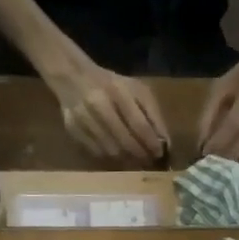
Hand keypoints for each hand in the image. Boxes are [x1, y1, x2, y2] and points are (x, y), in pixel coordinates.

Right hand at [46, 55, 168, 161]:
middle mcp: (99, 105)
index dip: (151, 143)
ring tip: (136, 161)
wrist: (74, 78)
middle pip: (124, 140)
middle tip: (149, 162)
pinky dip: (110, 158)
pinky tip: (119, 157)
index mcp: (119, 91)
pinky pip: (96, 152)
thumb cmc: (113, 85)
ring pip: (110, 150)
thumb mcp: (137, 90)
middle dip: (140, 155)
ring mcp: (83, 119)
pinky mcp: (73, 130)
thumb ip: (153, 114)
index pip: (139, 124)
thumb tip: (165, 142)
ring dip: (127, 160)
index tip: (159, 154)